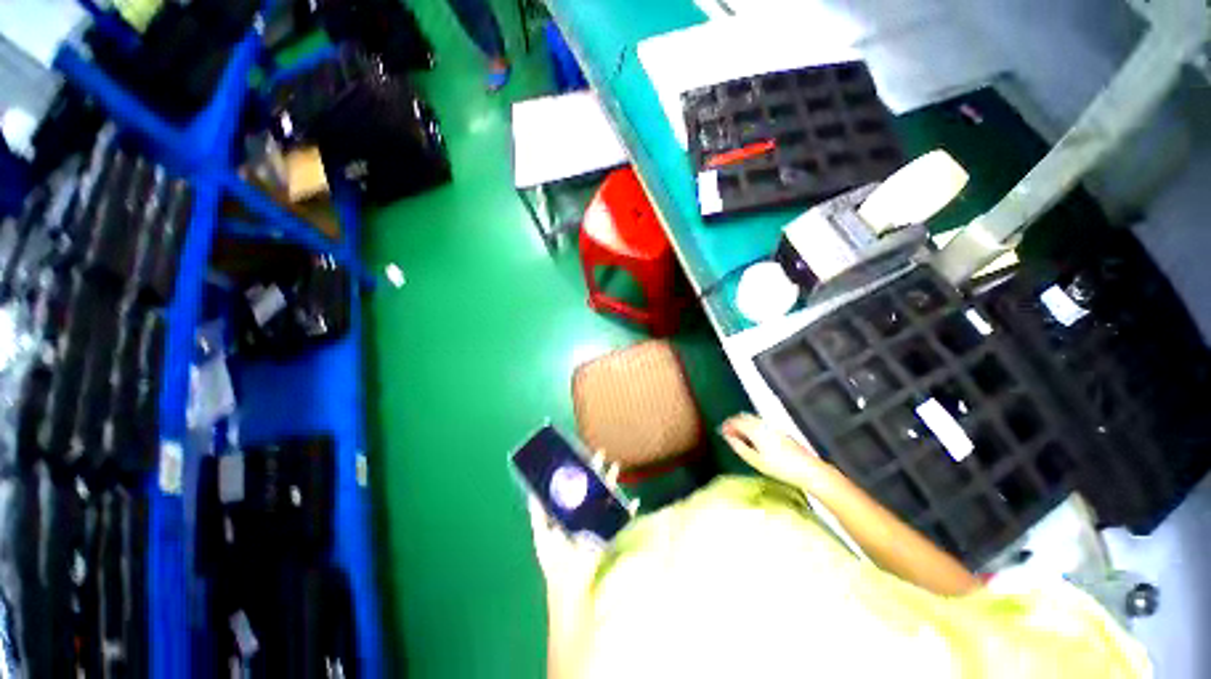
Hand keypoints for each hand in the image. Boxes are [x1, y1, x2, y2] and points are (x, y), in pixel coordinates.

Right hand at [720, 413, 830, 489]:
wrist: (808, 469)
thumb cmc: (779, 467)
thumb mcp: (755, 460)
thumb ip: (739, 447)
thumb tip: (728, 437)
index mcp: (755, 429)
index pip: (735, 421)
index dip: (726, 425)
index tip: (721, 432)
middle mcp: (763, 424)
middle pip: (744, 417)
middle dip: (734, 422)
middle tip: (728, 433)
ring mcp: (773, 426)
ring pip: (753, 419)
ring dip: (743, 424)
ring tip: (740, 436)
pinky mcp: (780, 431)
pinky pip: (760, 423)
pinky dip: (752, 426)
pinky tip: (754, 438)